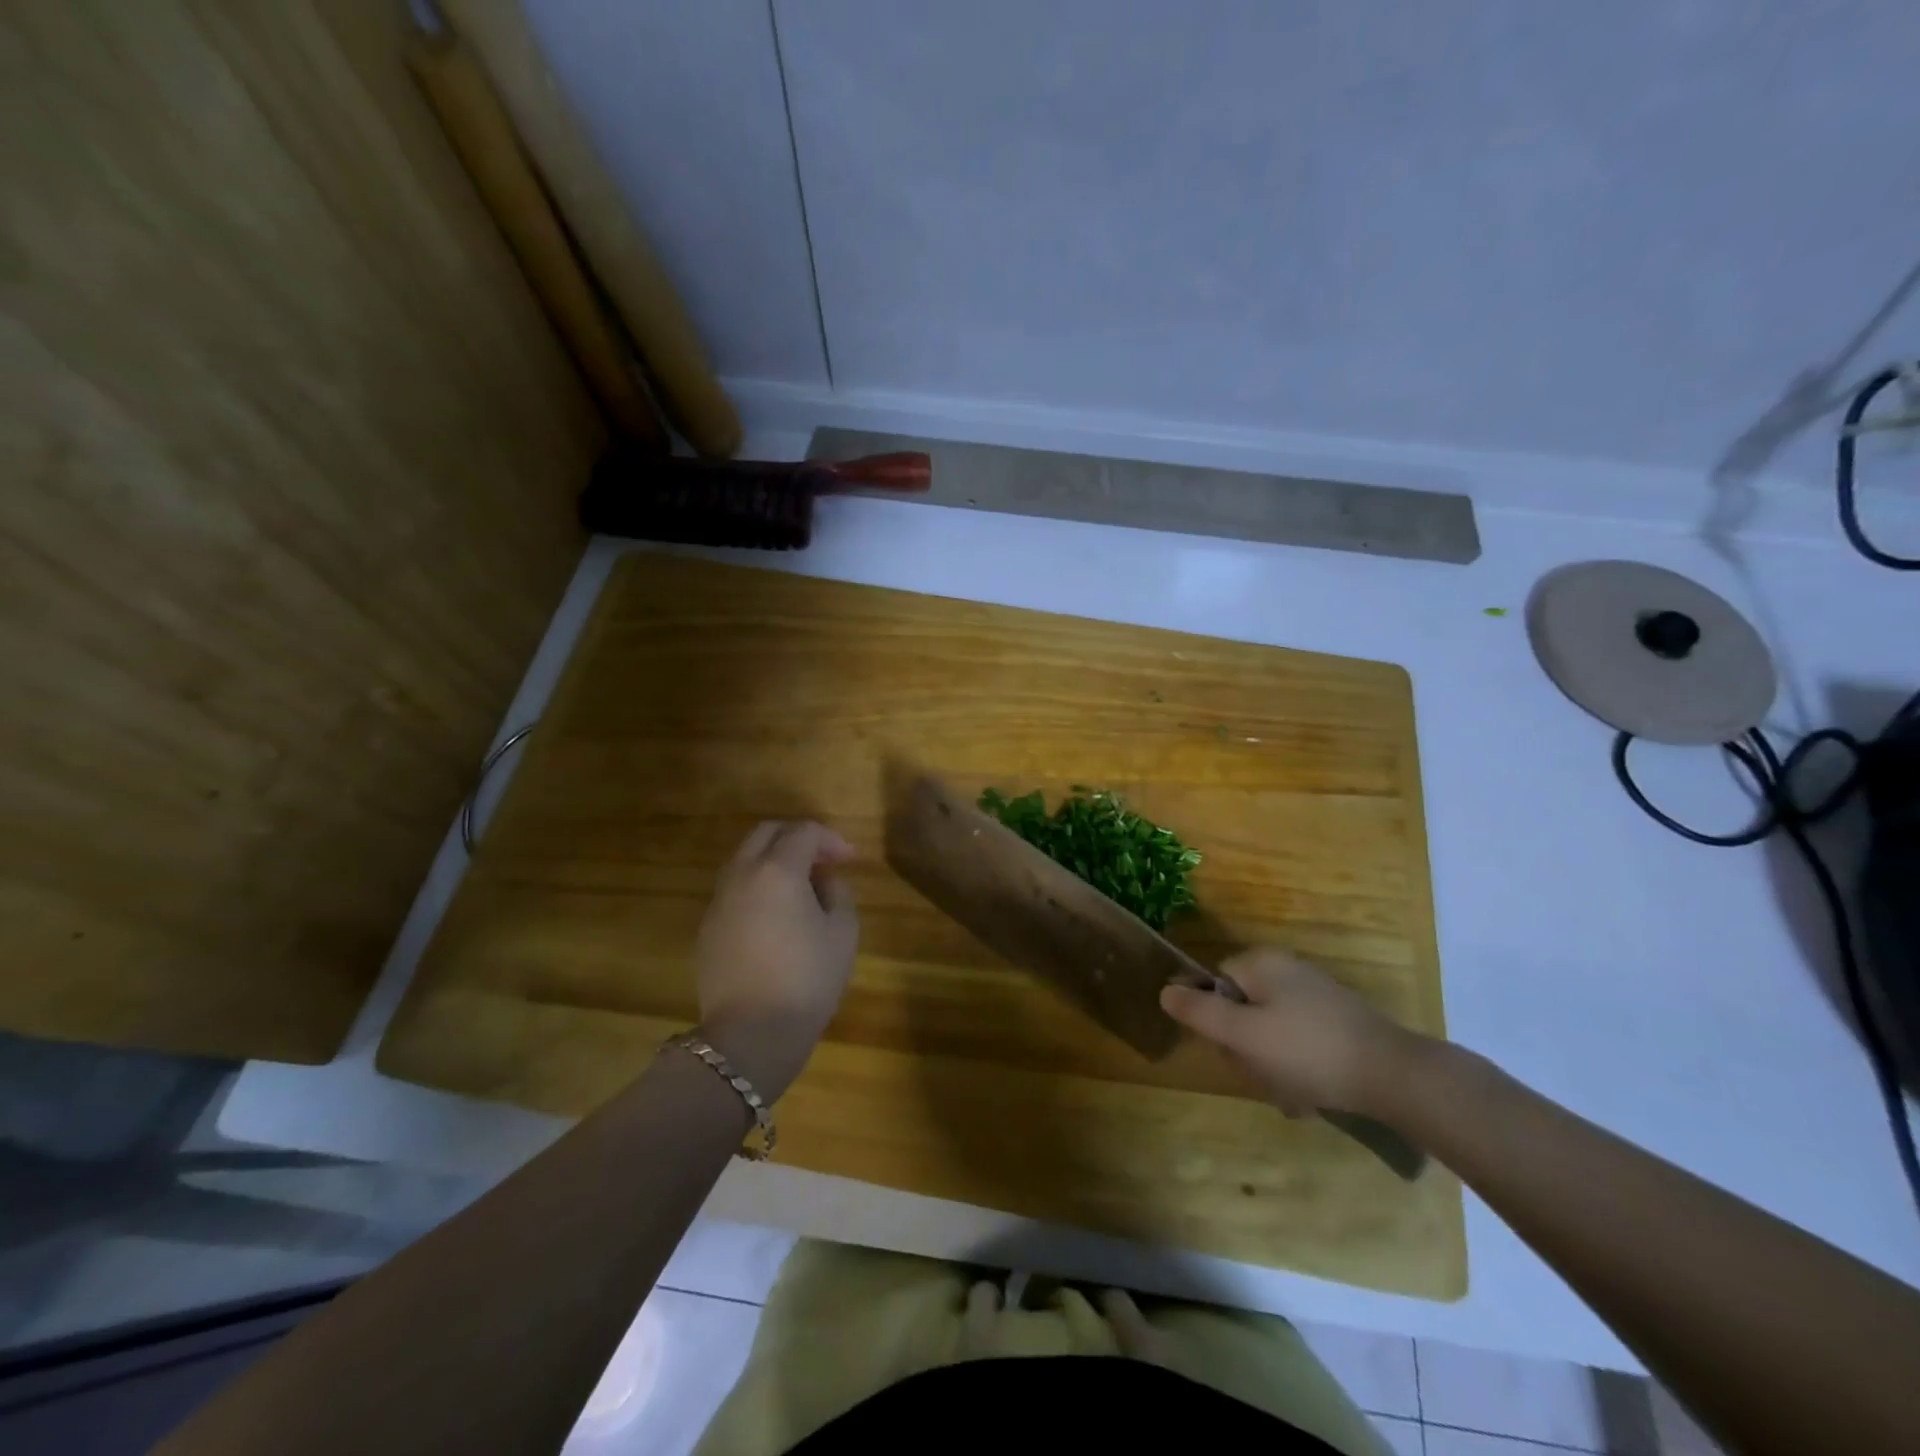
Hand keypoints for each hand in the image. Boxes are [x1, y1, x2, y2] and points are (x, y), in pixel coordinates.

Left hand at [695, 821, 858, 1101]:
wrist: (750, 1035)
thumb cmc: (807, 980)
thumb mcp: (843, 933)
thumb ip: (839, 893)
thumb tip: (824, 881)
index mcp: (778, 870)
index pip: (804, 832)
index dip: (831, 839)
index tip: (850, 859)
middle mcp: (742, 875)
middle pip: (766, 833)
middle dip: (797, 838)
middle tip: (823, 861)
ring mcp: (718, 901)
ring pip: (744, 859)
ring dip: (773, 860)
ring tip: (801, 886)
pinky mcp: (707, 927)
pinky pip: (734, 889)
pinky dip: (757, 885)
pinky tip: (776, 914)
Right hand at [1159, 947, 1421, 1116]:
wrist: (1396, 1076)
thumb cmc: (1309, 1052)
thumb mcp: (1243, 1035)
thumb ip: (1200, 1012)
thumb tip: (1165, 992)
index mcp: (1261, 963)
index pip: (1215, 985)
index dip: (1216, 1021)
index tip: (1234, 1052)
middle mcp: (1286, 970)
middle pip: (1242, 1009)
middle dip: (1247, 1049)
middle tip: (1265, 1077)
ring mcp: (1316, 994)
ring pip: (1270, 1031)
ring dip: (1272, 1066)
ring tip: (1293, 1093)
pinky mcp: (1339, 1020)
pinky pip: (1300, 1041)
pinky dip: (1299, 1067)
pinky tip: (1312, 1095)